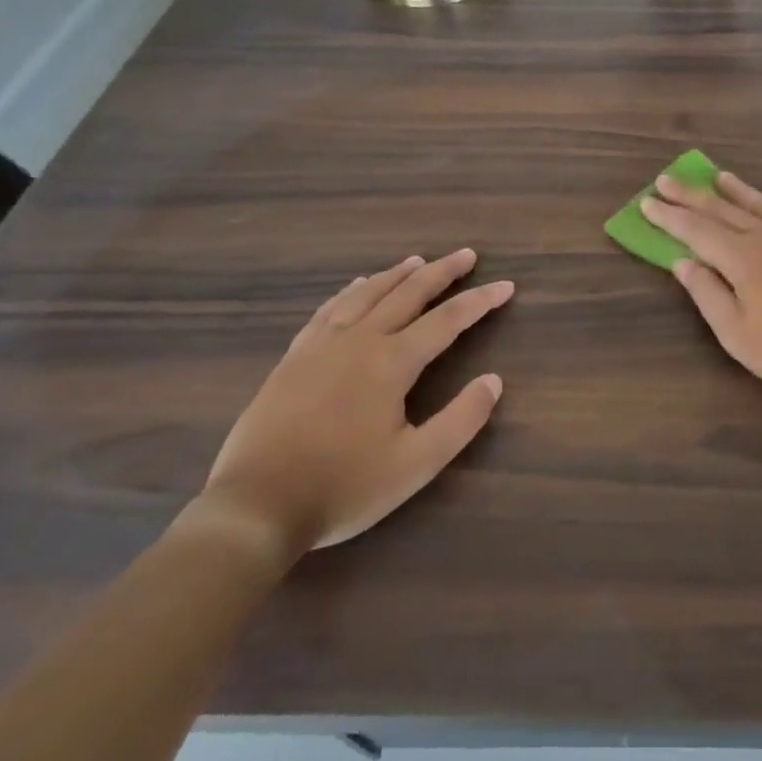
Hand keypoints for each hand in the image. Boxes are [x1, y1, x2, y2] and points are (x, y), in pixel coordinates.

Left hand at [199, 250, 511, 559]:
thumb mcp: (416, 464)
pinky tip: (355, 287)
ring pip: (366, 294)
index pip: (448, 320)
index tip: (506, 285)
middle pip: (408, 293)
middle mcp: (359, 340)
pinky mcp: (293, 357)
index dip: (480, 301)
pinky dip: (351, 291)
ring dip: (397, 274)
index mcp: (392, 362)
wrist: (256, 506)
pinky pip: (329, 309)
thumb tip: (494, 380)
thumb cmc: (344, 487)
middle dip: (442, 272)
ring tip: (417, 261)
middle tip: (466, 254)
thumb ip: (461, 420)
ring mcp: (321, 345)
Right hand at [642, 170, 761, 430]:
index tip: (646, 202)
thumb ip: (708, 294)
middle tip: (666, 179)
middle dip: (691, 195)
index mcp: (742, 258)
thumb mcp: (739, 335)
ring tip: (716, 176)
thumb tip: (682, 262)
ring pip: (759, 203)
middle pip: (722, 209)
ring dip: (733, 189)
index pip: (695, 230)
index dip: (669, 216)